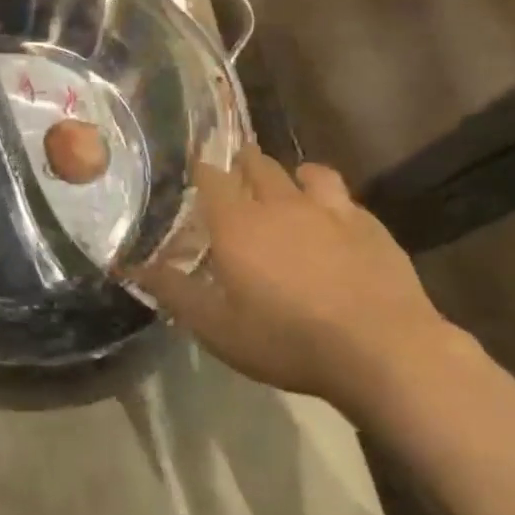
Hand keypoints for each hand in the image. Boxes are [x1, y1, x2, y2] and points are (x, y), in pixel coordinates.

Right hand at [133, 150, 461, 410]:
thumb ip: (173, 291)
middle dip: (242, 164)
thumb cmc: (287, 339)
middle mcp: (280, 203)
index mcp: (238, 223)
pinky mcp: (370, 225)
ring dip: (290, 175)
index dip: (201, 170)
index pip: (212, 176)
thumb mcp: (217, 327)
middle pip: (257, 164)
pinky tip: (333, 220)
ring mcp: (330, 210)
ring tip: (286, 189)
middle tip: (235, 177)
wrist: (383, 350)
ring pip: (305, 172)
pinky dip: (329, 199)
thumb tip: (131, 266)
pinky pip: (344, 197)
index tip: (194, 174)